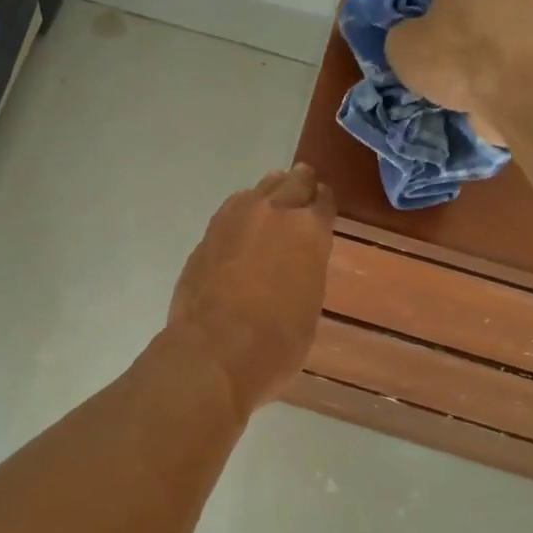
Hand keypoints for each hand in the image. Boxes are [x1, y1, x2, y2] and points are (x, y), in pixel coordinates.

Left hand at [168, 164, 335, 416]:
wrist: (214, 350)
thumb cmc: (276, 342)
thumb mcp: (309, 307)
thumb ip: (306, 272)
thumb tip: (296, 264)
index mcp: (310, 231)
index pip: (324, 200)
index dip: (325, 202)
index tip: (324, 204)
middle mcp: (275, 212)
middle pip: (293, 182)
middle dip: (301, 184)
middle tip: (304, 189)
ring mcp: (236, 218)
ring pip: (259, 189)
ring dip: (270, 192)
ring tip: (272, 201)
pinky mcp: (207, 233)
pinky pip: (231, 209)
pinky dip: (241, 211)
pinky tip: (241, 223)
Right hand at [384, 0, 532, 145]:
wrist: (514, 92)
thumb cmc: (452, 56)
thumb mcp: (401, 44)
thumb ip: (402, 34)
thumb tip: (409, 37)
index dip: (427, 16)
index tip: (417, 43)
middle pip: (470, 15)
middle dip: (456, 39)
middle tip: (434, 69)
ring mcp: (532, 23)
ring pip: (490, 43)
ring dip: (476, 63)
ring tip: (455, 92)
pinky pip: (506, 68)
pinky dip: (493, 82)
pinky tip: (477, 101)